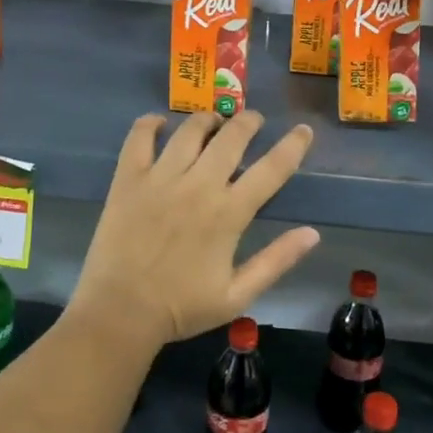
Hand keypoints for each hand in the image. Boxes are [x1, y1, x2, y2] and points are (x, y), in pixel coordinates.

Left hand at [71, 111, 319, 349]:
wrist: (120, 313)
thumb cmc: (181, 308)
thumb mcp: (238, 295)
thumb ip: (276, 261)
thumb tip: (313, 233)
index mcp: (228, 213)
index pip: (271, 169)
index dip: (292, 145)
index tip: (303, 130)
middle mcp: (198, 186)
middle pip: (231, 137)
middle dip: (248, 122)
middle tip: (252, 120)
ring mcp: (160, 178)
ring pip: (190, 131)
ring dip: (207, 119)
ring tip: (213, 121)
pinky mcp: (128, 179)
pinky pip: (139, 137)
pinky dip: (150, 124)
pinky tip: (160, 123)